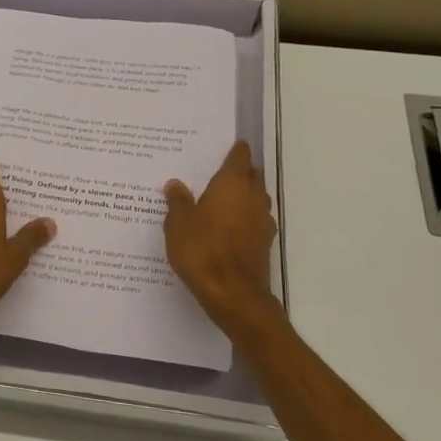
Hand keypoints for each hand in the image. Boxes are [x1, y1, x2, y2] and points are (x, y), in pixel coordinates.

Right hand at [164, 140, 277, 333]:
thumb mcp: (178, 225)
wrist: (233, 294)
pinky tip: (229, 227)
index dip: (236, 150)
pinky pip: (255, 220)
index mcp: (231, 184)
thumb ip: (178, 202)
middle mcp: (252, 196)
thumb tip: (175, 184)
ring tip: (222, 200)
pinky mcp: (265, 242)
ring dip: (244, 195)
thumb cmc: (202, 251)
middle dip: (241, 171)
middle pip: (252, 175)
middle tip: (219, 172)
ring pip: (256, 198)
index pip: (240, 157)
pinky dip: (245, 218)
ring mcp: (262, 220)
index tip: (230, 146)